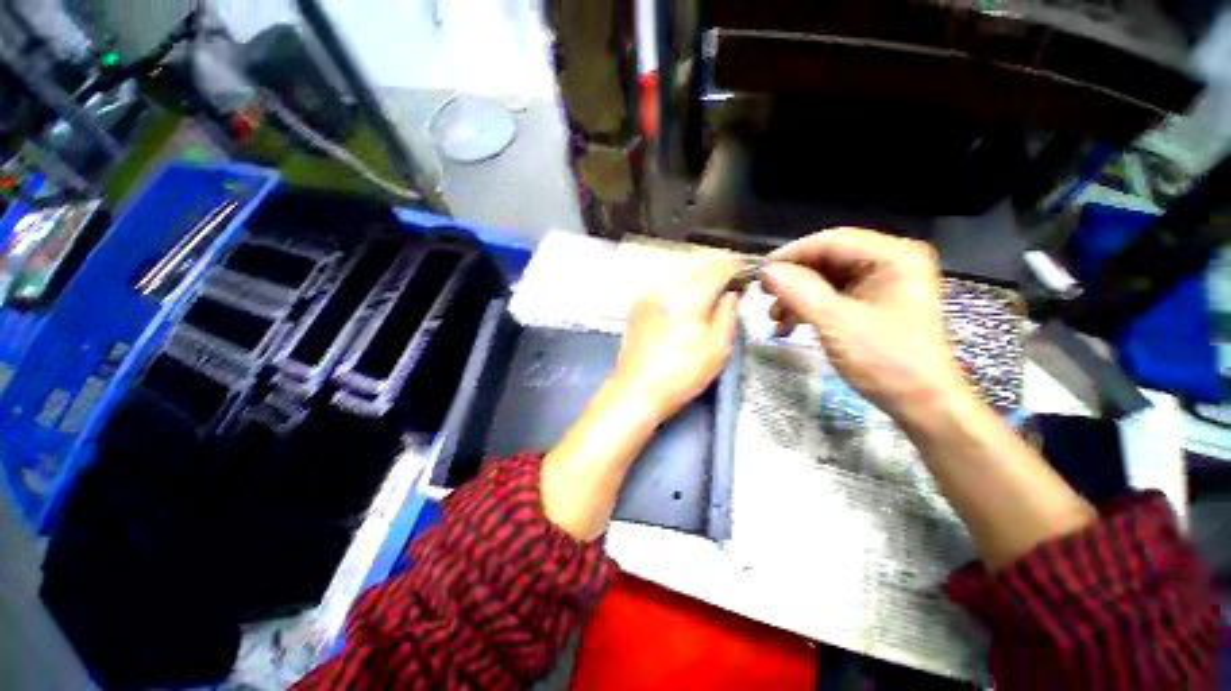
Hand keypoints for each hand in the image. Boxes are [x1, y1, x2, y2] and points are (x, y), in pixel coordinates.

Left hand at [612, 261, 740, 422]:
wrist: (635, 391)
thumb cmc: (681, 375)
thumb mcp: (717, 348)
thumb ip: (727, 314)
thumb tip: (731, 294)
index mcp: (687, 296)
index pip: (718, 268)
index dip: (736, 266)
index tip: (748, 271)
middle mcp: (664, 287)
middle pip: (697, 269)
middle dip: (717, 273)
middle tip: (732, 285)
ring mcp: (647, 295)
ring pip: (680, 278)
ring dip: (698, 282)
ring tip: (710, 298)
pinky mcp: (637, 306)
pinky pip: (665, 289)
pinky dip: (680, 292)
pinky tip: (686, 307)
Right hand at [760, 227, 967, 422]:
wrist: (921, 403)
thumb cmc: (887, 361)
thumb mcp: (837, 324)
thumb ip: (800, 292)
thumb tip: (767, 271)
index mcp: (894, 257)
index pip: (833, 241)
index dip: (793, 254)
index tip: (761, 273)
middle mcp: (889, 262)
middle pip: (828, 259)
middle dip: (794, 280)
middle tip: (766, 297)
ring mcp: (881, 284)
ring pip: (826, 278)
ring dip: (797, 296)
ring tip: (776, 318)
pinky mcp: (872, 304)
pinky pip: (832, 296)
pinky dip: (809, 308)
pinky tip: (790, 325)